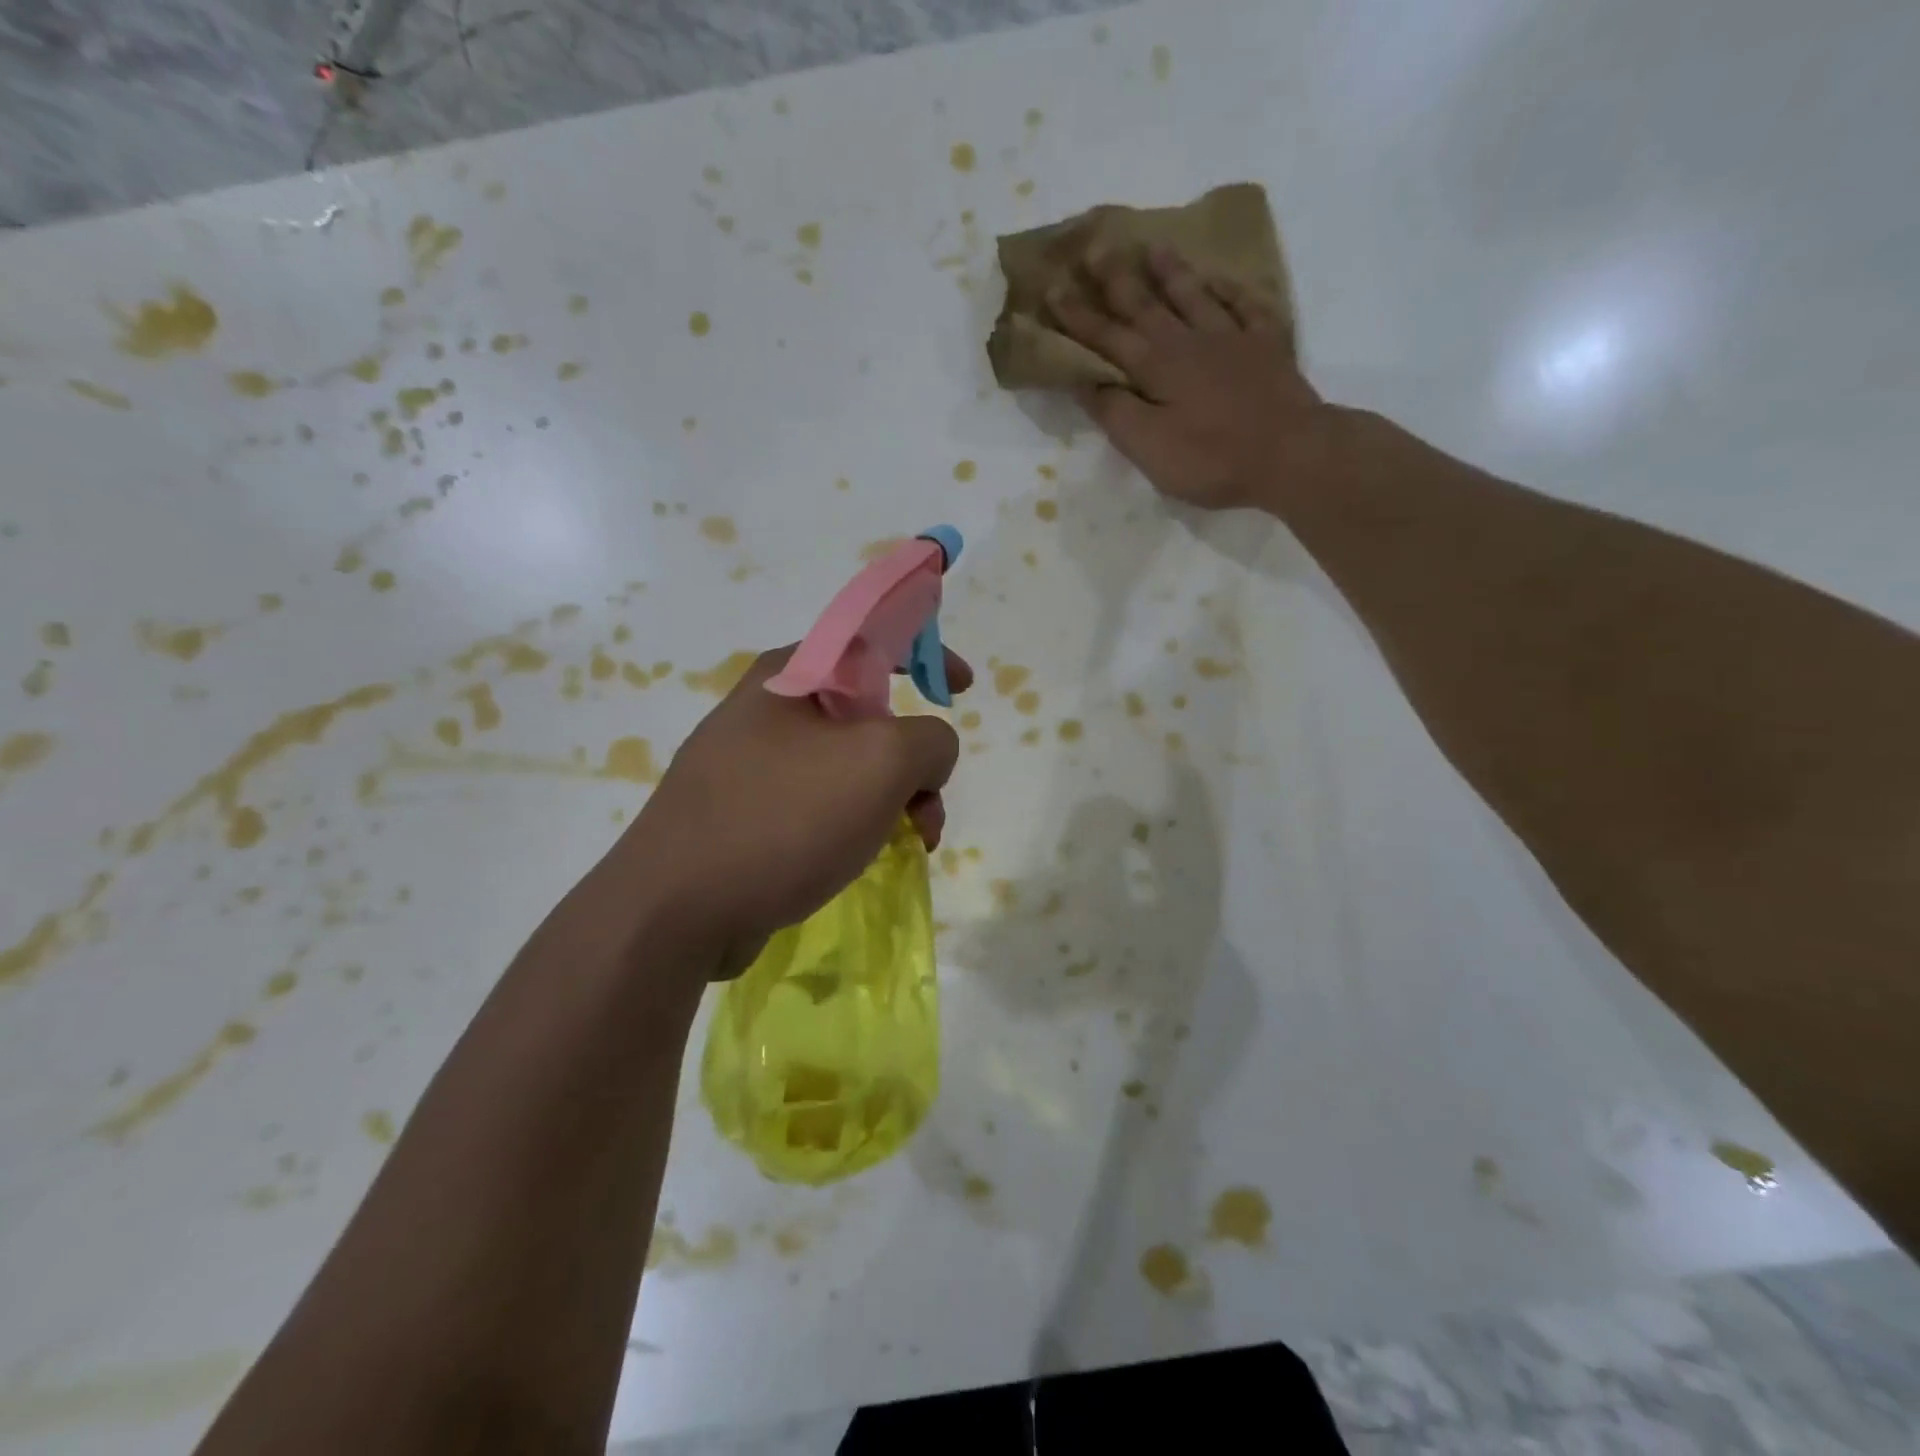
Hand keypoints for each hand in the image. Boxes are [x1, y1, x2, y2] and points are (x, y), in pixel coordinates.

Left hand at [616, 646, 972, 975]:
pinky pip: (818, 804)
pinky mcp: (743, 815)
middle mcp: (767, 711)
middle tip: (930, 802)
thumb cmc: (784, 817)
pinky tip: (864, 859)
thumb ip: (930, 740)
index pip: (871, 637)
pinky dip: (854, 824)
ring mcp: (749, 765)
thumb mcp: (882, 762)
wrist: (675, 910)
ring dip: (891, 799)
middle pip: (867, 715)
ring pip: (846, 767)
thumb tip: (926, 757)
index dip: (926, 653)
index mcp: (791, 674)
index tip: (962, 689)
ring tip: (912, 842)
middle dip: (913, 758)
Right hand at [1046, 245, 1335, 510]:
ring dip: (1171, 272)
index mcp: (1156, 367)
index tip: (1052, 288)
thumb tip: (1086, 380)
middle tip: (1095, 247)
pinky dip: (1230, 289)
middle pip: (1146, 305)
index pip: (1107, 337)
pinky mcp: (1267, 347)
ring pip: (1194, 296)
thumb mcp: (1149, 447)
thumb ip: (1116, 412)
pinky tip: (1221, 279)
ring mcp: (1231, 339)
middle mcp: (1189, 342)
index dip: (1077, 316)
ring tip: (1154, 247)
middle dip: (1116, 279)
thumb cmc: (1211, 458)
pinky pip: (1246, 306)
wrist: (1290, 454)